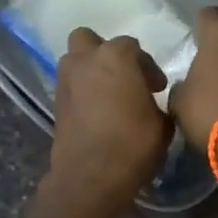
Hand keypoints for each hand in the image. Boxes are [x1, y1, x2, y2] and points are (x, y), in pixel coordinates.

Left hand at [45, 28, 171, 217]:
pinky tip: (97, 111)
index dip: (148, 66)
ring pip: (74, 61)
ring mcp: (66, 81)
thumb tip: (152, 104)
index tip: (157, 88)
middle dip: (104, 52)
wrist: (90, 177)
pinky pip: (70, 85)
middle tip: (122, 75)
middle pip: (89, 40)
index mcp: (115, 57)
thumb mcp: (162, 125)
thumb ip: (158, 104)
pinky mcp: (56, 103)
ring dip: (89, 70)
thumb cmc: (132, 144)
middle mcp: (85, 61)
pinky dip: (81, 91)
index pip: (132, 47)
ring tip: (108, 93)